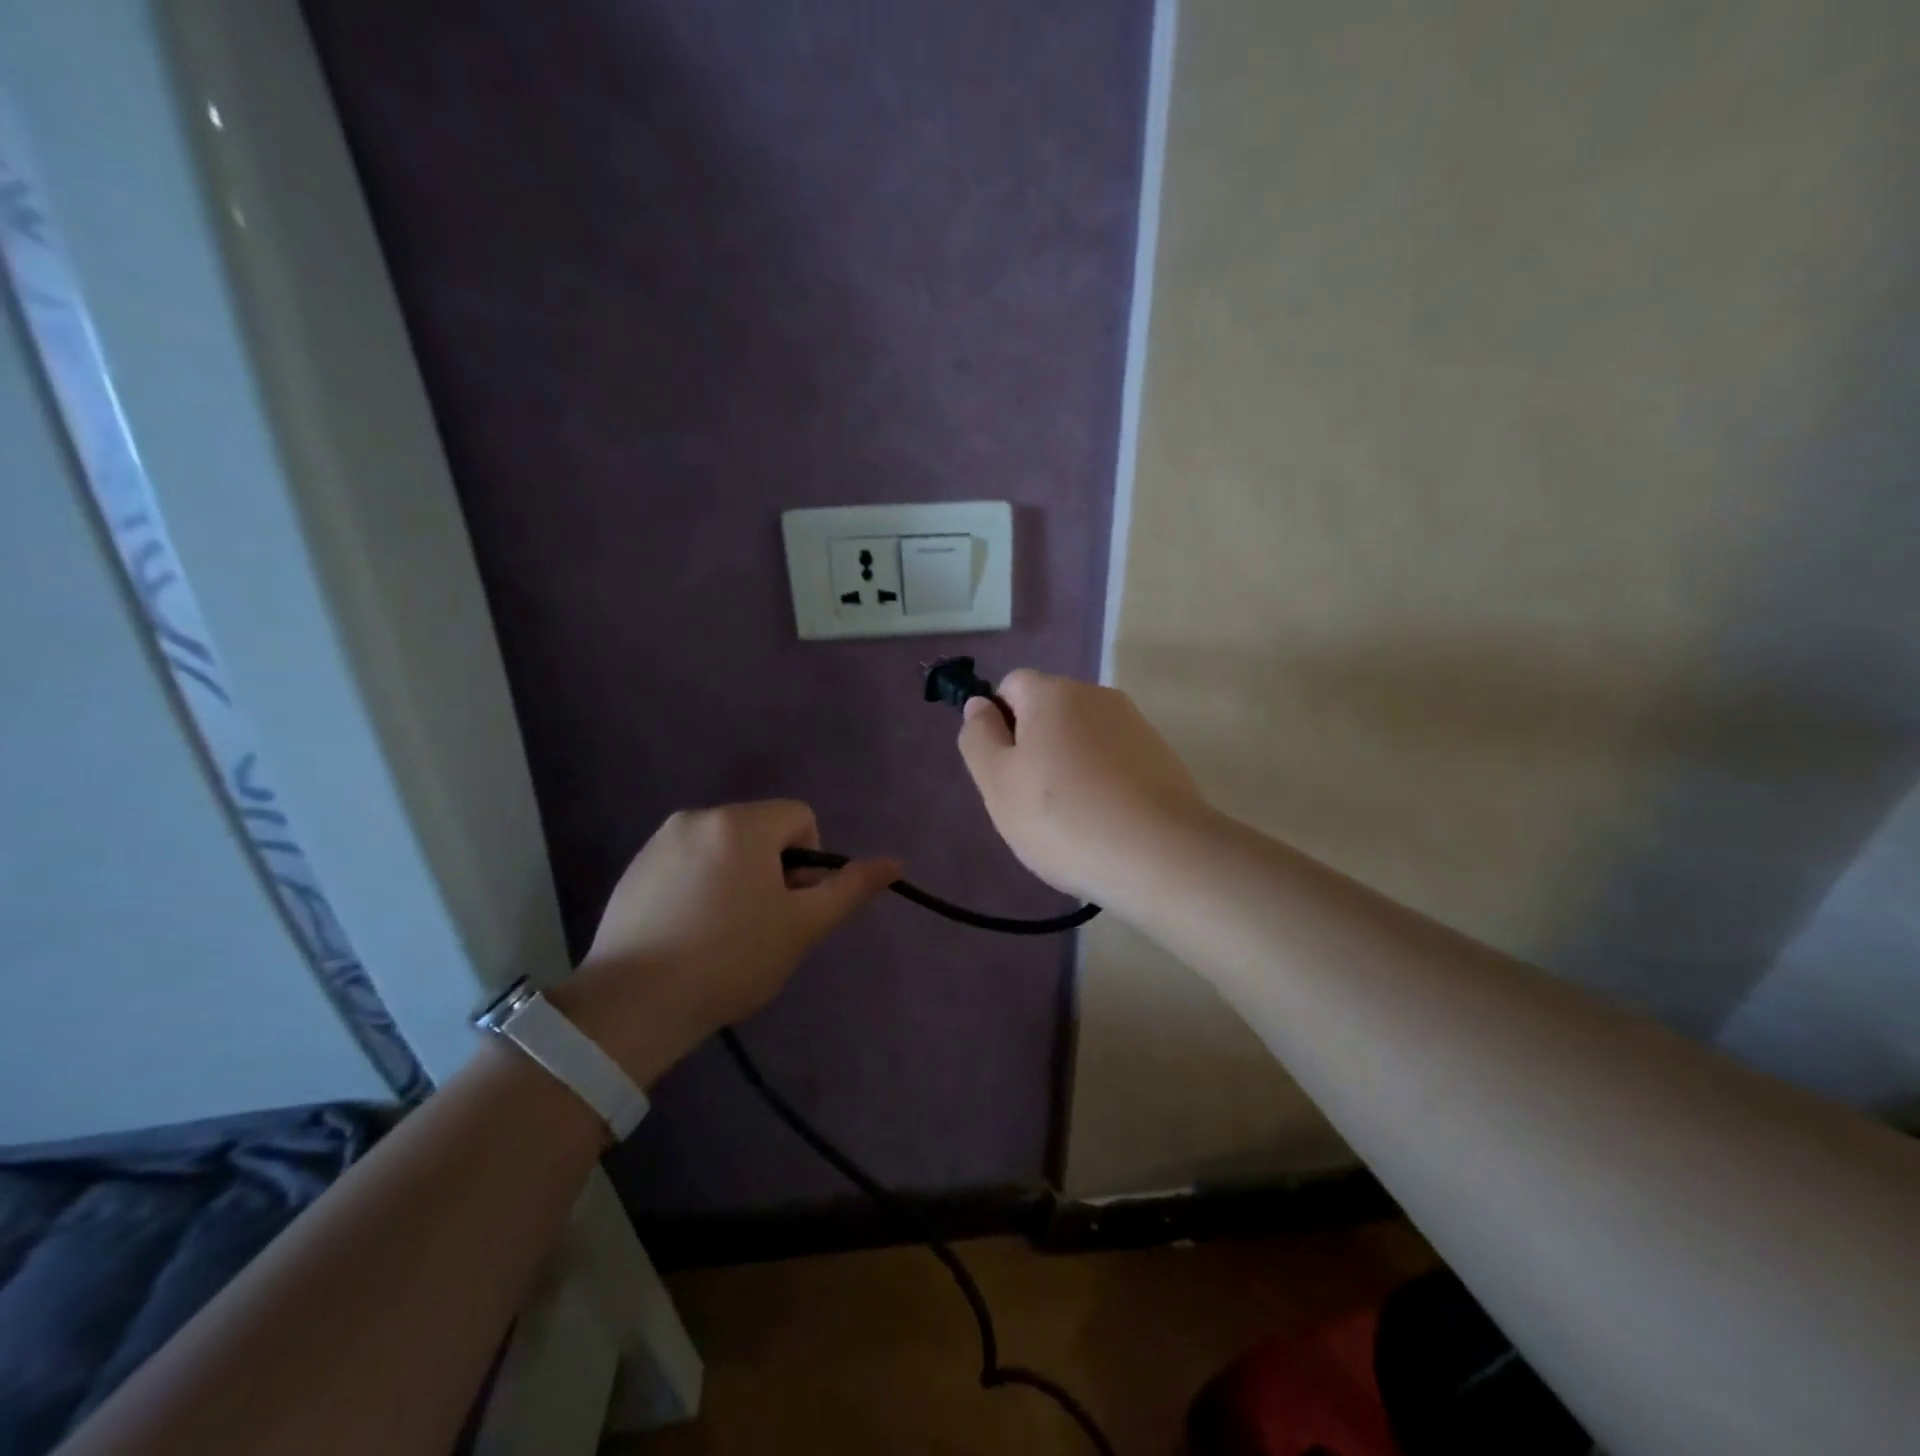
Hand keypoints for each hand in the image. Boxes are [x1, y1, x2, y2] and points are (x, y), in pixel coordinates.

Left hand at [554, 801, 898, 1082]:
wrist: (633, 1006)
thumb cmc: (730, 959)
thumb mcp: (802, 927)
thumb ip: (849, 889)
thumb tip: (895, 862)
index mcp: (741, 823)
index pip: (801, 818)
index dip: (808, 862)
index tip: (790, 907)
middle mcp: (698, 817)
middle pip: (762, 831)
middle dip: (773, 870)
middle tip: (761, 926)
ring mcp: (660, 841)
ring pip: (725, 848)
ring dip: (738, 878)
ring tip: (723, 934)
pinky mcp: (635, 869)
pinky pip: (689, 862)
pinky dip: (701, 886)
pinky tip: (690, 933)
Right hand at [957, 670, 1214, 903]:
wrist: (1161, 856)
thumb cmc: (1063, 818)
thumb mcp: (998, 782)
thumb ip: (979, 737)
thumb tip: (979, 705)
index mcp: (1054, 693)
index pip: (1011, 686)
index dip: (998, 723)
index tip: (1004, 770)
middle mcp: (1098, 696)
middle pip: (1049, 712)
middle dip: (1034, 749)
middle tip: (1031, 802)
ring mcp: (1135, 726)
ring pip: (1082, 739)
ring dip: (1068, 768)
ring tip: (1072, 821)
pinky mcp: (1162, 757)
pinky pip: (1114, 762)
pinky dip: (1102, 784)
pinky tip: (1105, 823)